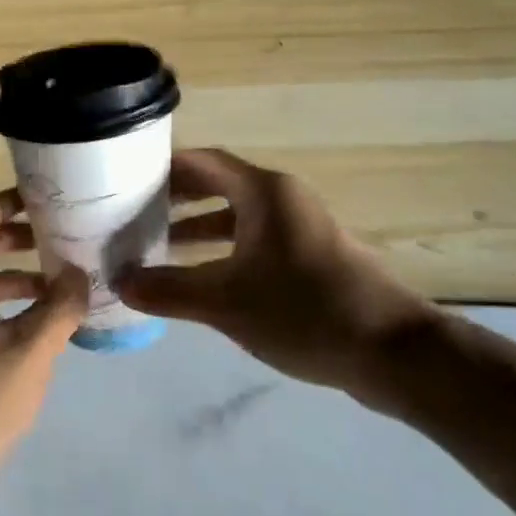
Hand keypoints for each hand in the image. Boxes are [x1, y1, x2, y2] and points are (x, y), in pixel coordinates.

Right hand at [117, 149, 437, 402]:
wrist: (394, 354)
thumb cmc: (304, 312)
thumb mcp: (225, 303)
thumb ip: (168, 290)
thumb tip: (120, 283)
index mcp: (264, 192)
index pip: (202, 161)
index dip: (163, 166)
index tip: (126, 179)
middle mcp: (283, 199)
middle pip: (218, 184)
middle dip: (176, 198)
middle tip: (133, 212)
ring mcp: (301, 228)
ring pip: (236, 215)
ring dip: (198, 227)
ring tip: (157, 245)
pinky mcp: (312, 257)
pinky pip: (255, 240)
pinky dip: (224, 249)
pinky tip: (201, 277)